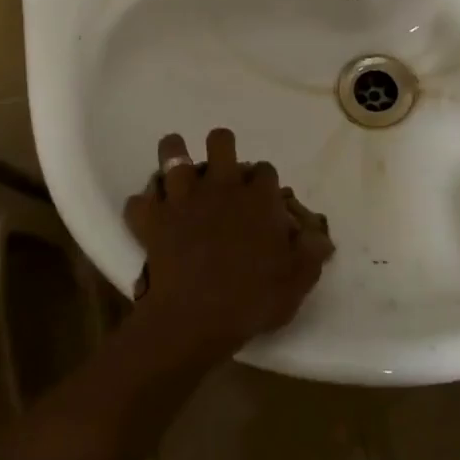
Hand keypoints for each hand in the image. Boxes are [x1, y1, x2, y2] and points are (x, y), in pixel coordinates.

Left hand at [122, 129, 334, 362]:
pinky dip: (142, 207)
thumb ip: (310, 252)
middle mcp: (221, 186)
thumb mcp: (297, 280)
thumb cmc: (253, 299)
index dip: (263, 180)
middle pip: (220, 141)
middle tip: (220, 171)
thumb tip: (320, 236)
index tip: (262, 196)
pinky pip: (138, 201)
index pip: (265, 170)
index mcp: (258, 198)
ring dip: (174, 156)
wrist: (197, 318)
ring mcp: (183, 198)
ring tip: (176, 170)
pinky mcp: (153, 218)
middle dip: (221, 147)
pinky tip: (148, 216)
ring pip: (172, 154)